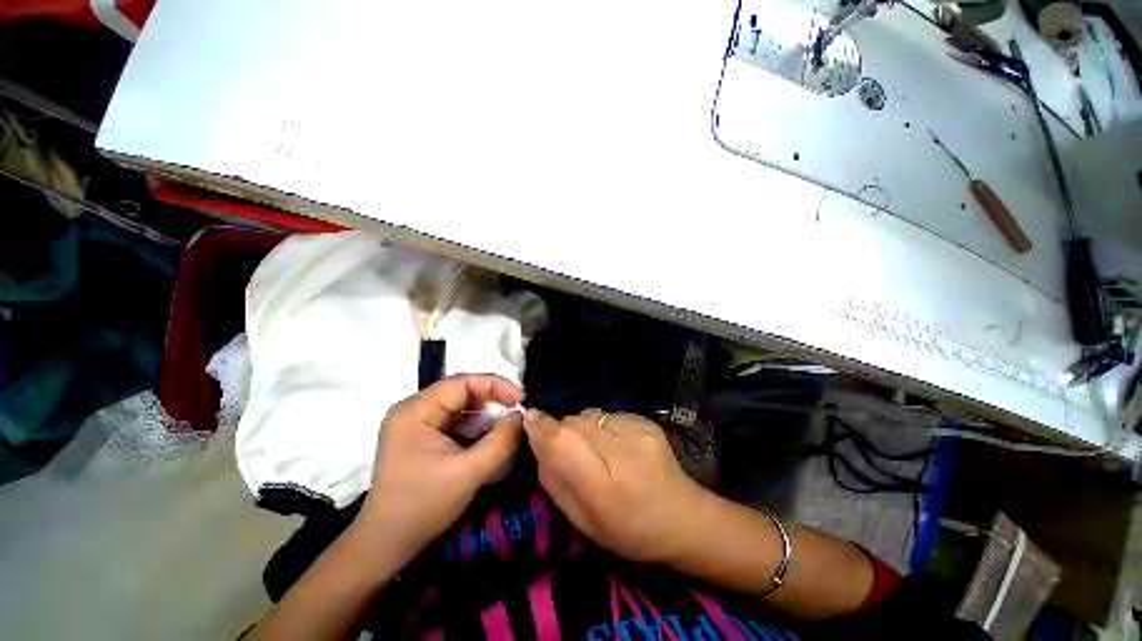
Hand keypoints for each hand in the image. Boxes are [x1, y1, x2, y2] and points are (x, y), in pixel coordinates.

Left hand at [359, 375, 524, 557]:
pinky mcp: (421, 436)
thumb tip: (521, 417)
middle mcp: (413, 409)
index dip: (495, 385)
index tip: (521, 399)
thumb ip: (501, 441)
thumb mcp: (469, 472)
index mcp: (416, 410)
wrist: (386, 544)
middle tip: (516, 413)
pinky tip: (489, 438)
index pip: (462, 382)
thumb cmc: (423, 506)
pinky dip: (476, 427)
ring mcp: (416, 423)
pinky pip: (455, 421)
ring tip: (506, 427)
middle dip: (492, 401)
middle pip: (461, 392)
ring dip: (485, 415)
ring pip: (460, 407)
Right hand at [524, 409, 710, 563]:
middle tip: (572, 454)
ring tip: (597, 450)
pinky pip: (608, 414)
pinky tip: (616, 444)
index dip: (542, 428)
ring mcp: (639, 431)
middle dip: (562, 432)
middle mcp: (623, 452)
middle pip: (573, 423)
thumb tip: (538, 441)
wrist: (682, 516)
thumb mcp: (583, 522)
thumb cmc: (629, 531)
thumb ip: (555, 481)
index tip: (529, 421)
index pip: (564, 442)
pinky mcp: (647, 420)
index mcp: (605, 488)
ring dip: (583, 428)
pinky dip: (602, 426)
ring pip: (589, 414)